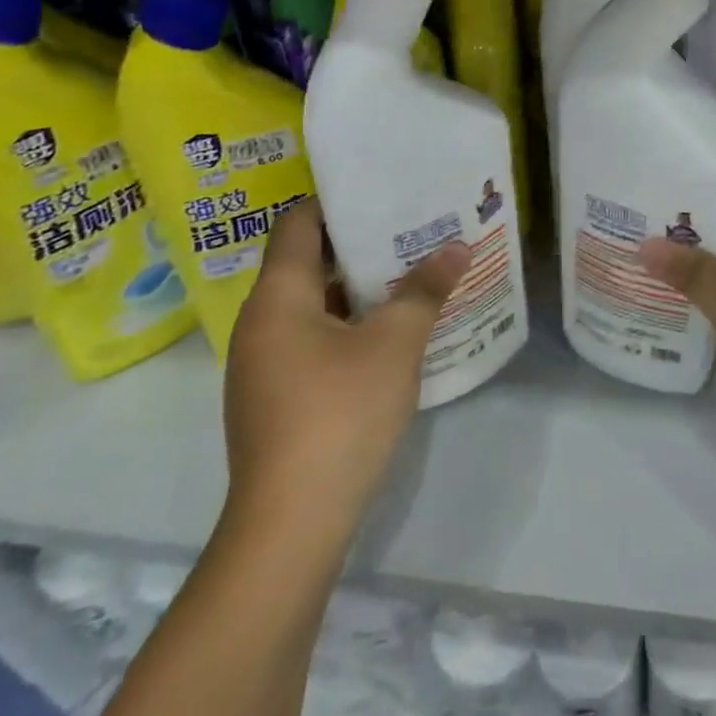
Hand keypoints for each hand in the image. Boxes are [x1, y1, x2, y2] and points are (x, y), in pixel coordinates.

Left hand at [223, 197, 470, 532]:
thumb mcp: (394, 345)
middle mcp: (260, 323)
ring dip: (358, 288)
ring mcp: (264, 364)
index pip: (297, 224)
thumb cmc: (338, 415)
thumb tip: (456, 247)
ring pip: (312, 305)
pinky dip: (348, 324)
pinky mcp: (276, 397)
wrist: (290, 525)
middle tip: (410, 228)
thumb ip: (424, 291)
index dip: (336, 202)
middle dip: (359, 244)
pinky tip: (391, 331)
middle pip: (306, 262)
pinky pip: (312, 339)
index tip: (381, 190)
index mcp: (277, 298)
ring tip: (411, 273)